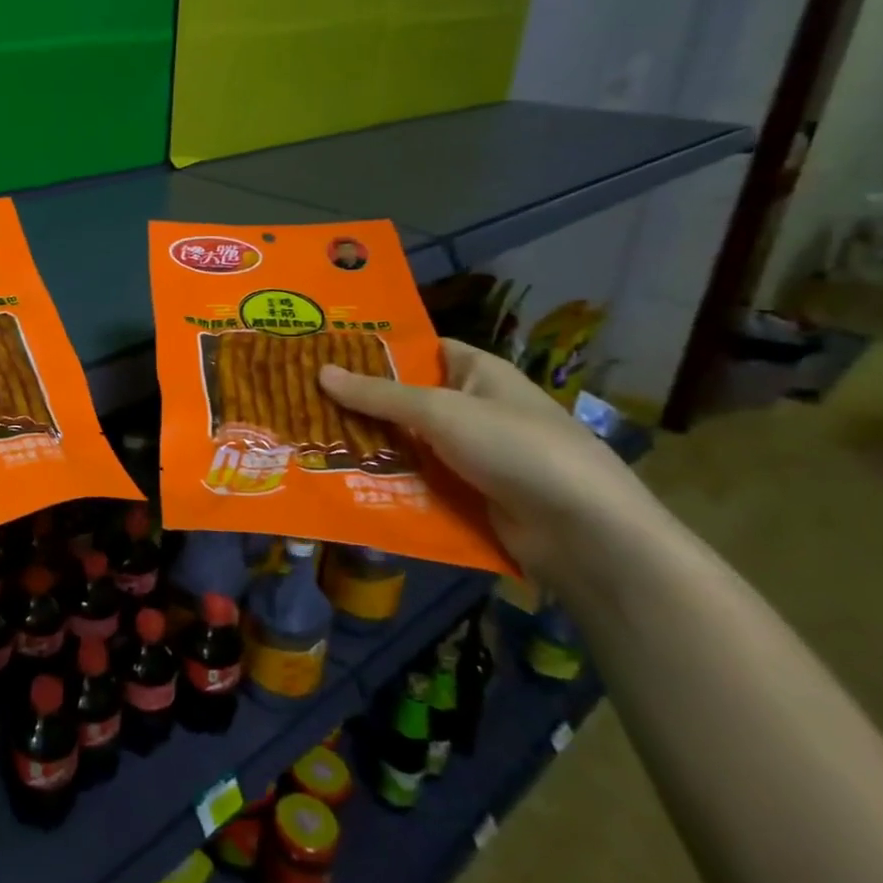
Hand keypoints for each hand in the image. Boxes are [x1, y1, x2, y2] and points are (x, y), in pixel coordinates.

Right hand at [321, 338, 662, 581]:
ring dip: (365, 446)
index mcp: (476, 372)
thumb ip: (378, 395)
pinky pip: (415, 480)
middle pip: (404, 400)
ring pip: (405, 443)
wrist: (583, 532)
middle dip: (358, 403)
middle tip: (299, 400)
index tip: (322, 353)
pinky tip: (338, 481)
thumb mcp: (441, 411)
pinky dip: (384, 481)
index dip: (374, 350)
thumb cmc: (515, 447)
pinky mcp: (465, 494)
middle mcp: (472, 408)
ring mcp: (469, 454)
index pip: (419, 350)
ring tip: (306, 441)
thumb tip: (320, 371)